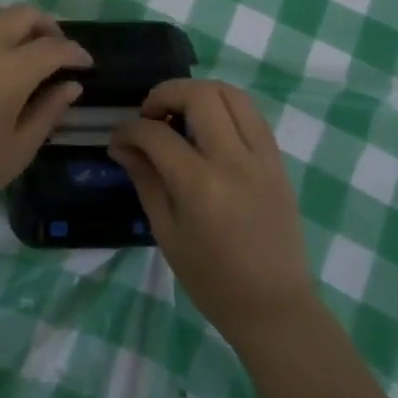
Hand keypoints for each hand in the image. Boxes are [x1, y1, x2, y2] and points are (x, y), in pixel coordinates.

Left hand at [0, 5, 91, 227]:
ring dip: (13, 21)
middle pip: (23, 15)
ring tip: (21, 45)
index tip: (86, 64)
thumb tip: (70, 86)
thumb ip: (48, 111)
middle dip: (48, 27)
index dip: (75, 52)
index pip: (54, 47)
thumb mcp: (19, 149)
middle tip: (57, 51)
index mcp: (11, 71)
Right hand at [109, 80, 317, 343]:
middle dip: (166, 94)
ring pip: (232, 93)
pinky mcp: (278, 160)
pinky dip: (226, 107)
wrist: (274, 305)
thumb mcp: (167, 233)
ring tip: (180, 112)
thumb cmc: (212, 280)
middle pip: (200, 95)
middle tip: (150, 115)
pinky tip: (210, 126)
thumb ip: (145, 180)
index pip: (157, 135)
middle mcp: (234, 161)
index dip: (130, 129)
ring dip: (199, 92)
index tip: (119, 137)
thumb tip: (122, 145)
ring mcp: (262, 157)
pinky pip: (252, 114)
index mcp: (200, 186)